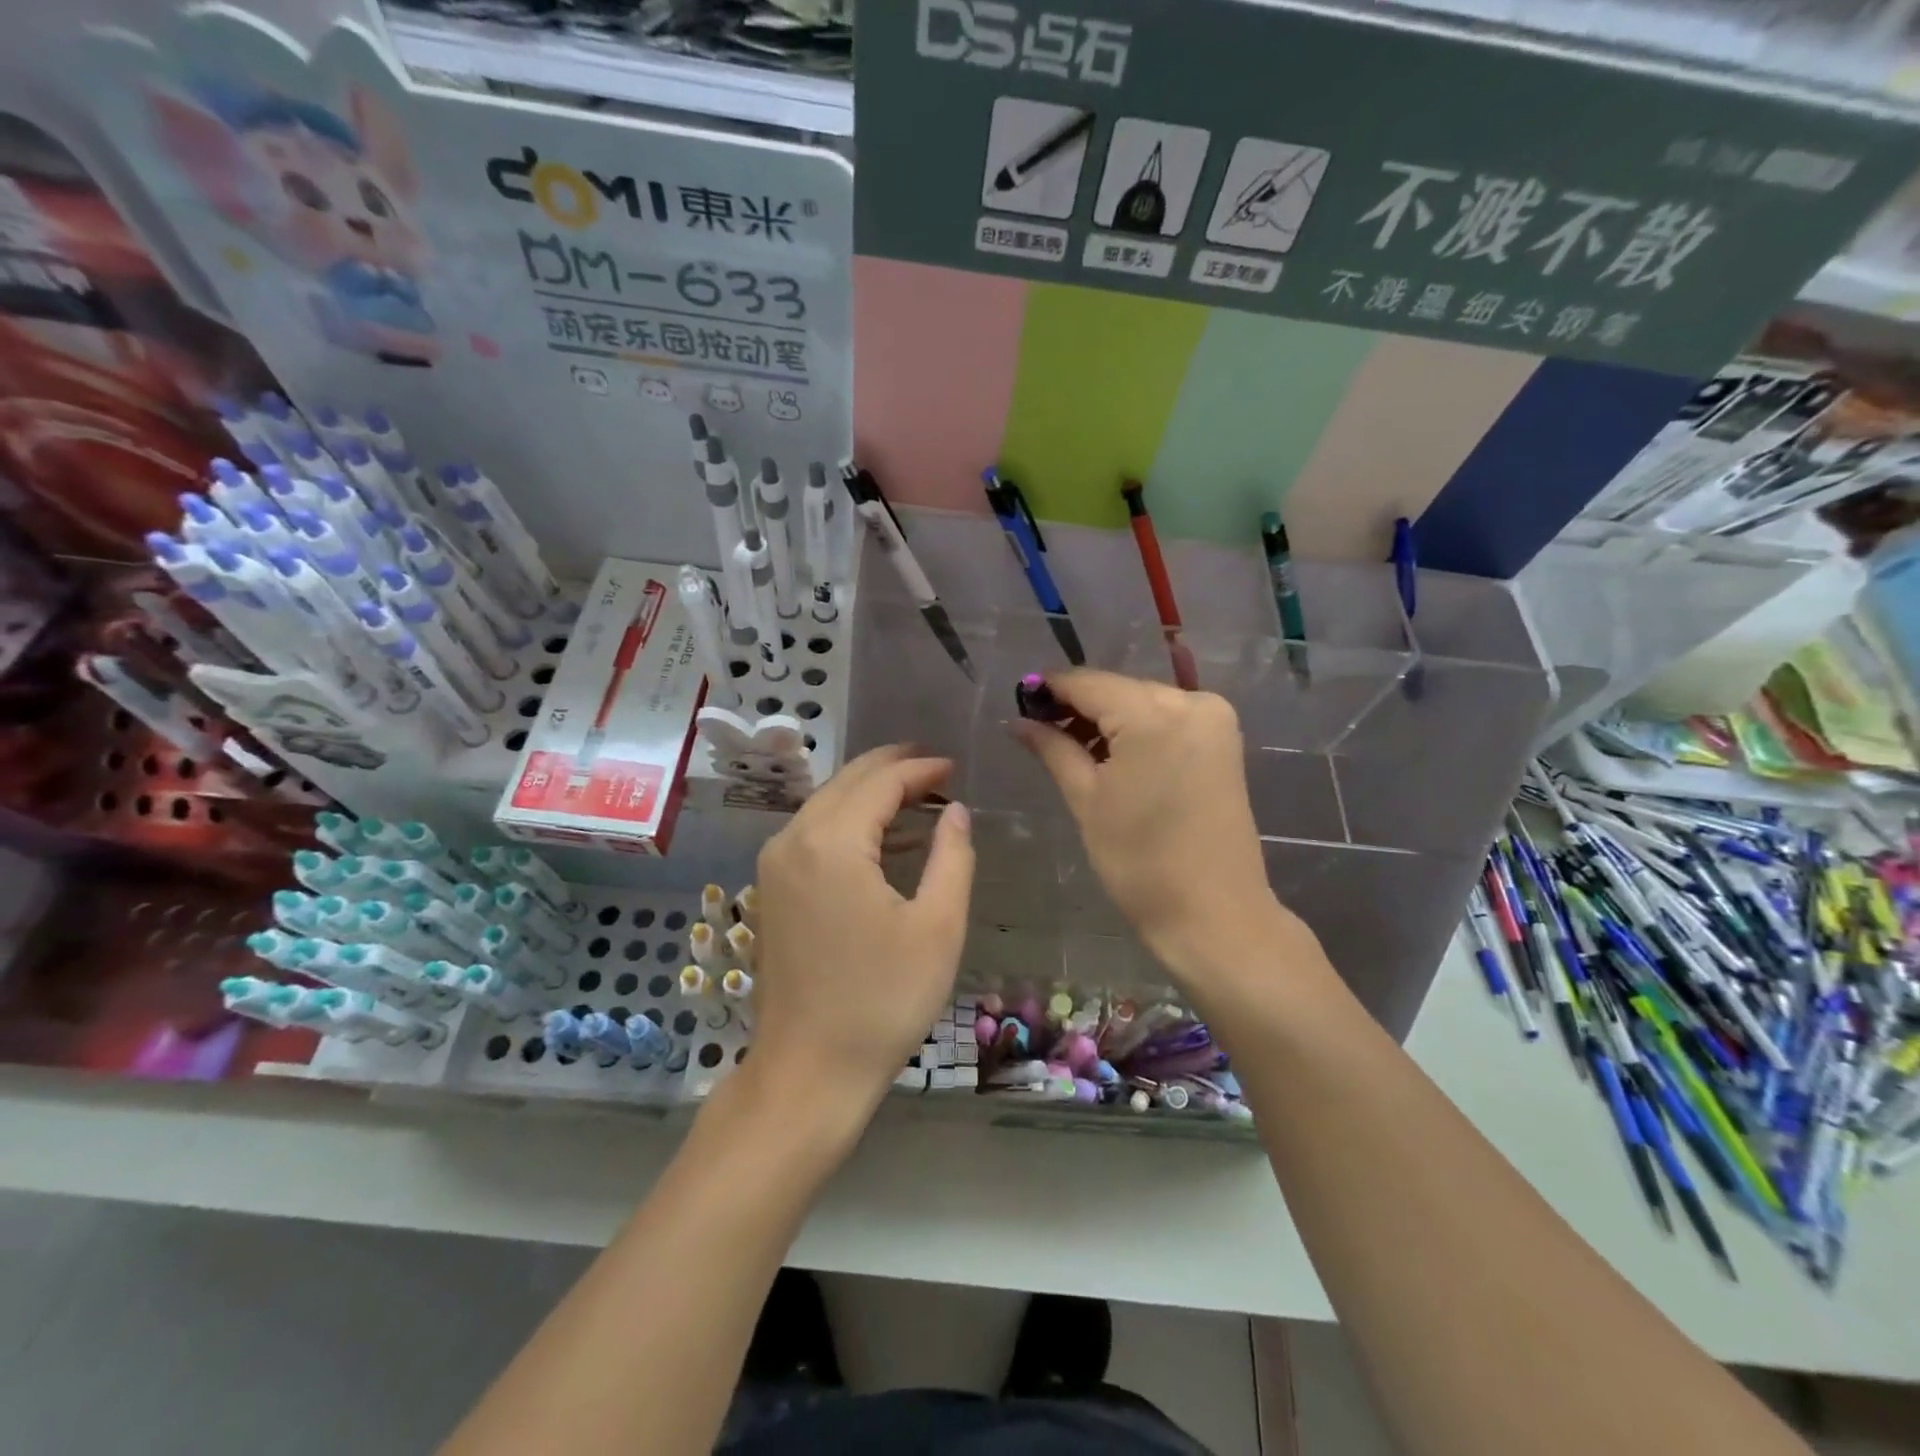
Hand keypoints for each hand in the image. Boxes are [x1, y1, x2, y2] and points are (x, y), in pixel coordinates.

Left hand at [751, 746, 974, 1119]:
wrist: (809, 1072)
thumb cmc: (883, 1000)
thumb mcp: (937, 927)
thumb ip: (953, 856)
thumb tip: (954, 810)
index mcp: (831, 843)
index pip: (880, 782)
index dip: (920, 769)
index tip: (954, 766)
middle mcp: (793, 841)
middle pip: (846, 783)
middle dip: (892, 768)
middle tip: (935, 767)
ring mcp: (774, 866)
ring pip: (827, 805)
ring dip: (870, 794)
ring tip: (918, 795)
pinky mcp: (771, 890)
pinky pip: (814, 834)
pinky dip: (850, 823)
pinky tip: (885, 839)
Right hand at [1016, 670, 1292, 974]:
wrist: (1213, 913)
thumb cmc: (1140, 862)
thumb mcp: (1087, 800)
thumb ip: (1053, 749)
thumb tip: (1019, 721)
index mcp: (1153, 715)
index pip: (1088, 683)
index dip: (1050, 689)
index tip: (1020, 702)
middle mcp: (1190, 701)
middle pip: (1118, 689)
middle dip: (1078, 706)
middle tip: (1041, 731)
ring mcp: (1213, 718)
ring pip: (1142, 701)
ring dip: (1107, 718)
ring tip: (1071, 748)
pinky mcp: (1223, 738)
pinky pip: (1167, 717)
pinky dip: (1137, 728)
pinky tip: (1111, 754)